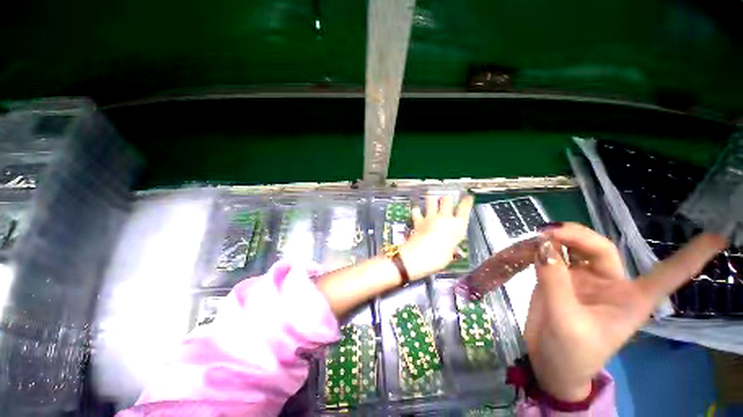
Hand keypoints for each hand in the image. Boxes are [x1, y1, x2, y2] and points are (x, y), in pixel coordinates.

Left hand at [399, 195, 473, 279]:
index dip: (466, 202)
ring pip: (431, 201)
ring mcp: (430, 218)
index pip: (464, 209)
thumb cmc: (439, 258)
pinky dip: (416, 211)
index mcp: (457, 226)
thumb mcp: (449, 254)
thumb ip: (450, 247)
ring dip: (431, 199)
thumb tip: (450, 248)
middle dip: (447, 198)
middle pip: (447, 200)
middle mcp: (444, 218)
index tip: (468, 197)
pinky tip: (416, 210)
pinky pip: (416, 211)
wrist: (419, 256)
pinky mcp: (418, 220)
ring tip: (431, 198)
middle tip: (447, 198)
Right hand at [525, 222, 727, 400]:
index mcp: (630, 298)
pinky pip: (554, 256)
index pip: (667, 275)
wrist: (549, 363)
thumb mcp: (565, 321)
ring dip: (559, 238)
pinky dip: (544, 247)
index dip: (692, 256)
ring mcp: (583, 280)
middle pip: (601, 248)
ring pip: (576, 247)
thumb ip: (555, 282)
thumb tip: (543, 245)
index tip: (719, 236)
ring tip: (538, 235)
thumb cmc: (571, 353)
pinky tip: (532, 245)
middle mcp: (611, 284)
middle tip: (548, 232)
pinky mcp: (560, 279)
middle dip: (577, 235)